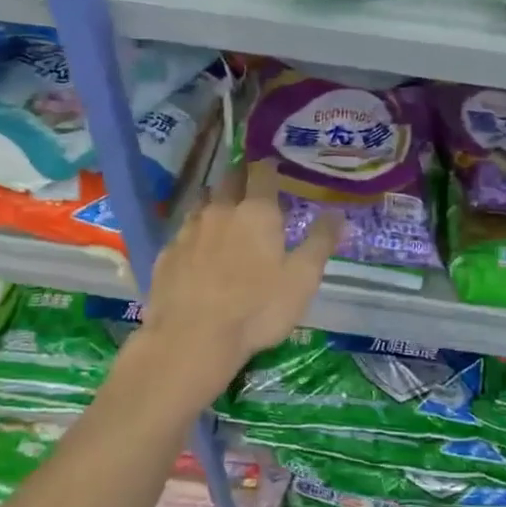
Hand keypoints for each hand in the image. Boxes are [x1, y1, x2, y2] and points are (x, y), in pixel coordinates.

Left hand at [139, 160, 341, 390]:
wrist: (192, 339)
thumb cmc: (257, 308)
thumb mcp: (302, 279)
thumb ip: (320, 242)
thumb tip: (338, 213)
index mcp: (256, 212)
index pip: (262, 172)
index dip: (269, 167)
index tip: (275, 168)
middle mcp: (220, 210)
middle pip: (229, 180)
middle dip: (241, 178)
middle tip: (252, 187)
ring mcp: (189, 230)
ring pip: (203, 202)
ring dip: (215, 202)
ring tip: (225, 214)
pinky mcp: (167, 253)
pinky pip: (184, 231)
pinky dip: (195, 233)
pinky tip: (199, 249)